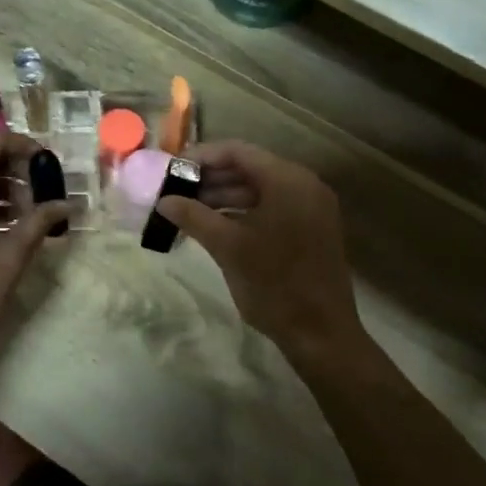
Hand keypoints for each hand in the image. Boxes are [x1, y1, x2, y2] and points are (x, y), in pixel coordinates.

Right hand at [153, 141, 362, 361]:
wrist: (321, 333)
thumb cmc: (274, 284)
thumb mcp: (228, 248)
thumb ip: (194, 217)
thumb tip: (164, 201)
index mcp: (287, 180)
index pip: (238, 152)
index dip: (202, 157)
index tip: (172, 170)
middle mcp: (304, 185)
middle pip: (249, 168)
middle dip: (210, 179)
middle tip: (175, 192)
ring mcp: (310, 208)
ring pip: (259, 190)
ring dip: (224, 198)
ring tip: (188, 212)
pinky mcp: (311, 229)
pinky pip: (272, 207)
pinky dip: (243, 213)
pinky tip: (215, 227)